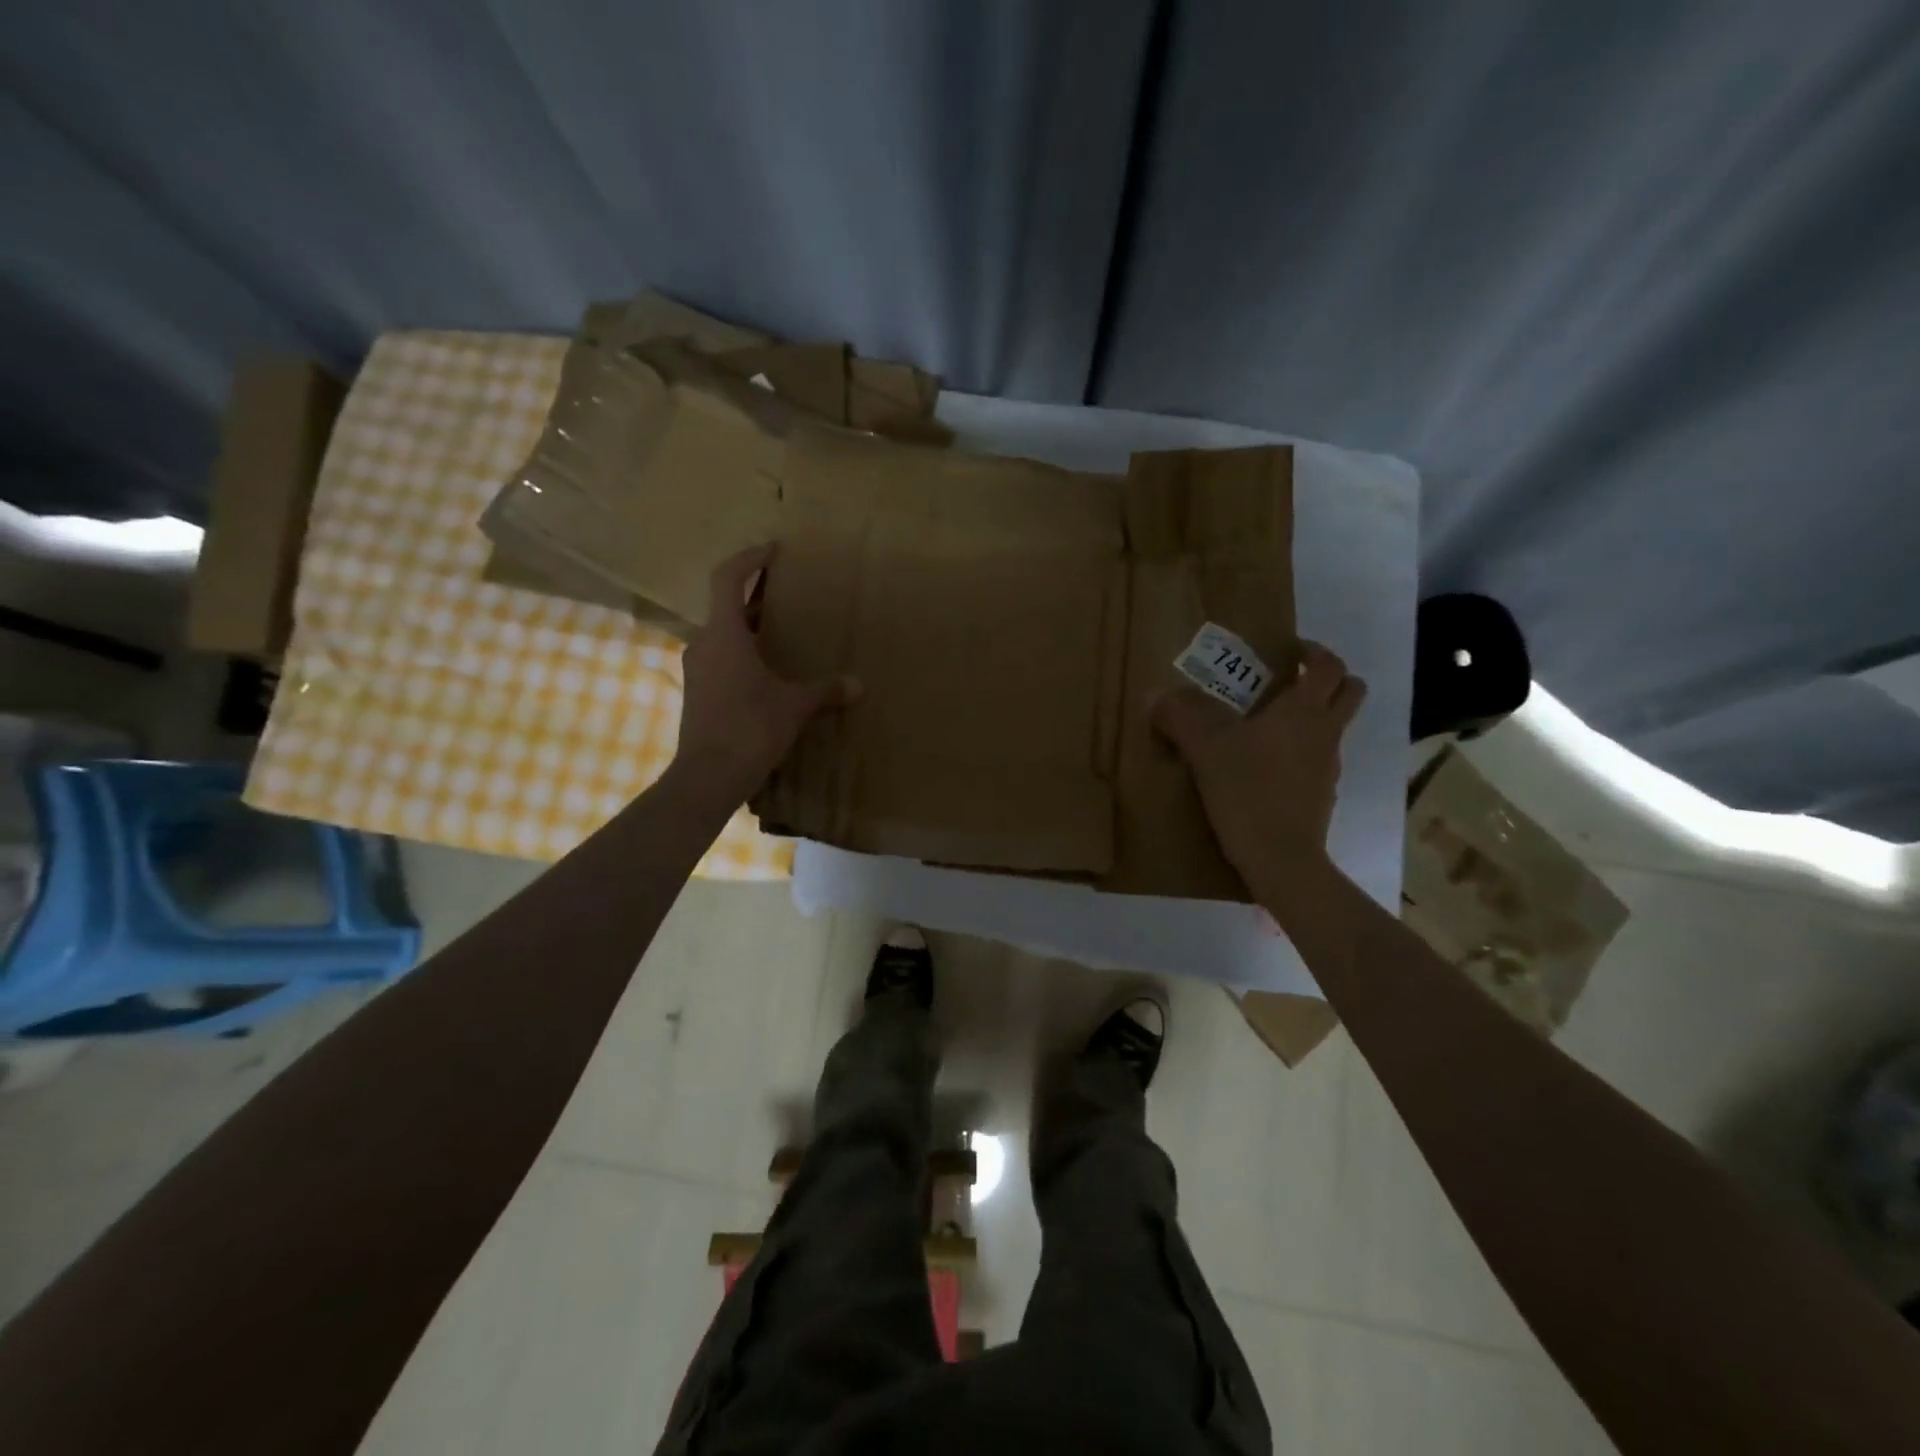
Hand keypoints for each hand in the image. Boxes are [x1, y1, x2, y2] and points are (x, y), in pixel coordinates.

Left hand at [673, 546, 859, 801]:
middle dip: (757, 598)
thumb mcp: (795, 706)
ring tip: (782, 634)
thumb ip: (826, 690)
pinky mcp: (698, 692)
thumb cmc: (751, 729)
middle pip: (727, 607)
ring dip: (750, 629)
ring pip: (724, 635)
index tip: (773, 551)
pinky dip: (743, 654)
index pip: (728, 578)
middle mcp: (704, 644)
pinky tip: (767, 672)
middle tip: (789, 596)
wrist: (708, 776)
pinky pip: (721, 659)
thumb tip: (859, 684)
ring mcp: (697, 669)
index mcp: (725, 635)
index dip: (750, 559)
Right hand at [1151, 641, 1366, 884]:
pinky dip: (1302, 751)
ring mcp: (1329, 765)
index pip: (1329, 666)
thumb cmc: (1247, 790)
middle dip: (1329, 679)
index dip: (1315, 652)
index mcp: (1303, 711)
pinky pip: (1319, 759)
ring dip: (1314, 716)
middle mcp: (1325, 732)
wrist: (1280, 857)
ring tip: (1268, 726)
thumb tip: (1155, 695)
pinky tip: (1266, 766)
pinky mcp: (1323, 794)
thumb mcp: (1205, 750)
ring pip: (1334, 727)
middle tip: (1294, 680)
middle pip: (1350, 691)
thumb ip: (1181, 718)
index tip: (1292, 651)